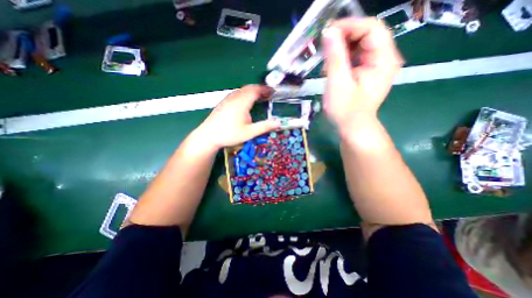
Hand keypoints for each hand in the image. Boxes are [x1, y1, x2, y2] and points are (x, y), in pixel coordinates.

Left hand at [193, 84, 280, 149]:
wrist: (208, 136)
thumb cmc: (229, 134)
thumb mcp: (249, 132)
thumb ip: (264, 127)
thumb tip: (278, 122)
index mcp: (242, 102)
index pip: (256, 90)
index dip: (265, 89)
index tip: (273, 91)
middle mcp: (234, 97)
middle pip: (249, 88)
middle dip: (260, 89)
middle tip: (268, 94)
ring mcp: (228, 99)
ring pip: (242, 90)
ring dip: (252, 91)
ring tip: (259, 97)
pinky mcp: (223, 102)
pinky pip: (236, 93)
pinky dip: (245, 94)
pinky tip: (246, 102)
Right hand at [320, 17, 403, 129]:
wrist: (352, 127)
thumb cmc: (345, 110)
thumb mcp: (338, 83)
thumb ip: (335, 57)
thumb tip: (329, 32)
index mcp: (383, 60)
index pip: (372, 28)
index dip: (350, 25)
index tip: (328, 32)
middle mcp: (384, 59)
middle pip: (366, 35)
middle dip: (344, 38)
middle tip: (325, 48)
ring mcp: (376, 66)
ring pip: (359, 45)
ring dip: (341, 50)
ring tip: (327, 62)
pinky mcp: (367, 72)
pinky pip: (356, 57)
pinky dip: (342, 59)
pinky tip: (332, 68)